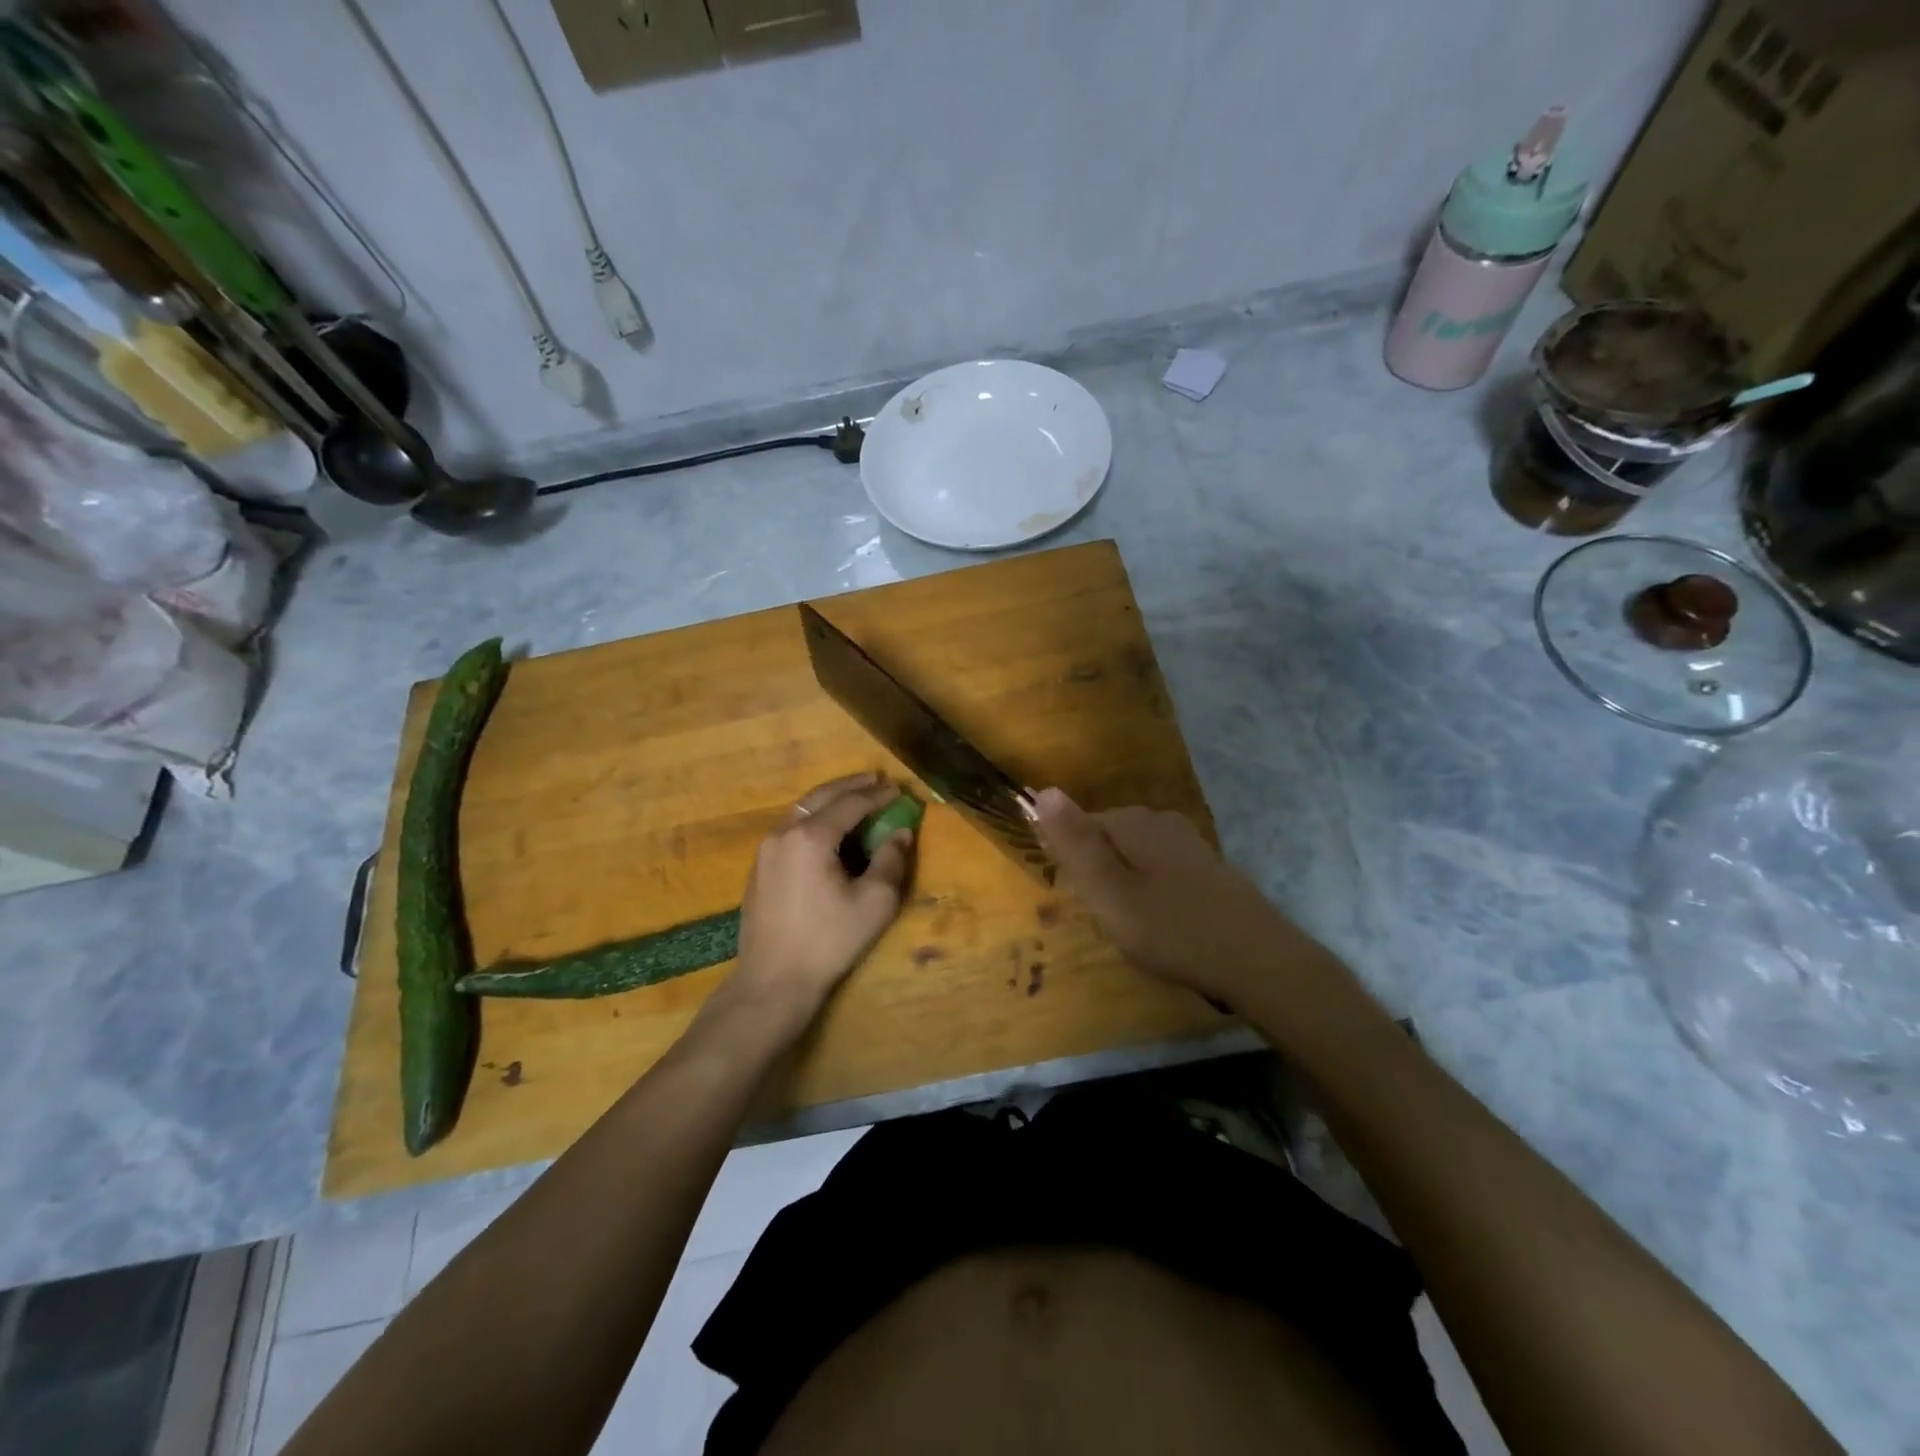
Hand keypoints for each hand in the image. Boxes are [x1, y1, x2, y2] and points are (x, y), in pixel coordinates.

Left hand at [724, 773, 913, 1028]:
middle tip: (877, 778)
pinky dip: (814, 818)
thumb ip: (891, 860)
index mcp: (811, 836)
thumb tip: (901, 832)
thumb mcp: (873, 903)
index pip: (851, 803)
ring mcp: (766, 850)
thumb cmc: (828, 941)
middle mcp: (784, 832)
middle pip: (822, 797)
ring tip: (855, 797)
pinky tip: (828, 829)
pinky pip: (791, 828)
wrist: (773, 980)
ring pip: (802, 810)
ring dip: (830, 800)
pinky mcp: (760, 868)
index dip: (878, 795)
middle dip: (851, 786)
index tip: (899, 790)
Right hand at [1033, 788, 1321, 1006]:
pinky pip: (1160, 871)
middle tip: (1106, 921)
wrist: (1258, 961)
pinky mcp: (1207, 867)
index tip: (1081, 903)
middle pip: (1107, 840)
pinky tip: (1163, 924)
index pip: (1078, 826)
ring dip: (1124, 887)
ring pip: (1134, 858)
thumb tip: (1043, 790)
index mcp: (1132, 821)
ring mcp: (1188, 842)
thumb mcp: (1108, 891)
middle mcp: (1160, 820)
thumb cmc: (1172, 928)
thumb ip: (1074, 843)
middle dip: (1098, 876)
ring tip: (1132, 928)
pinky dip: (1152, 894)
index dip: (1071, 865)